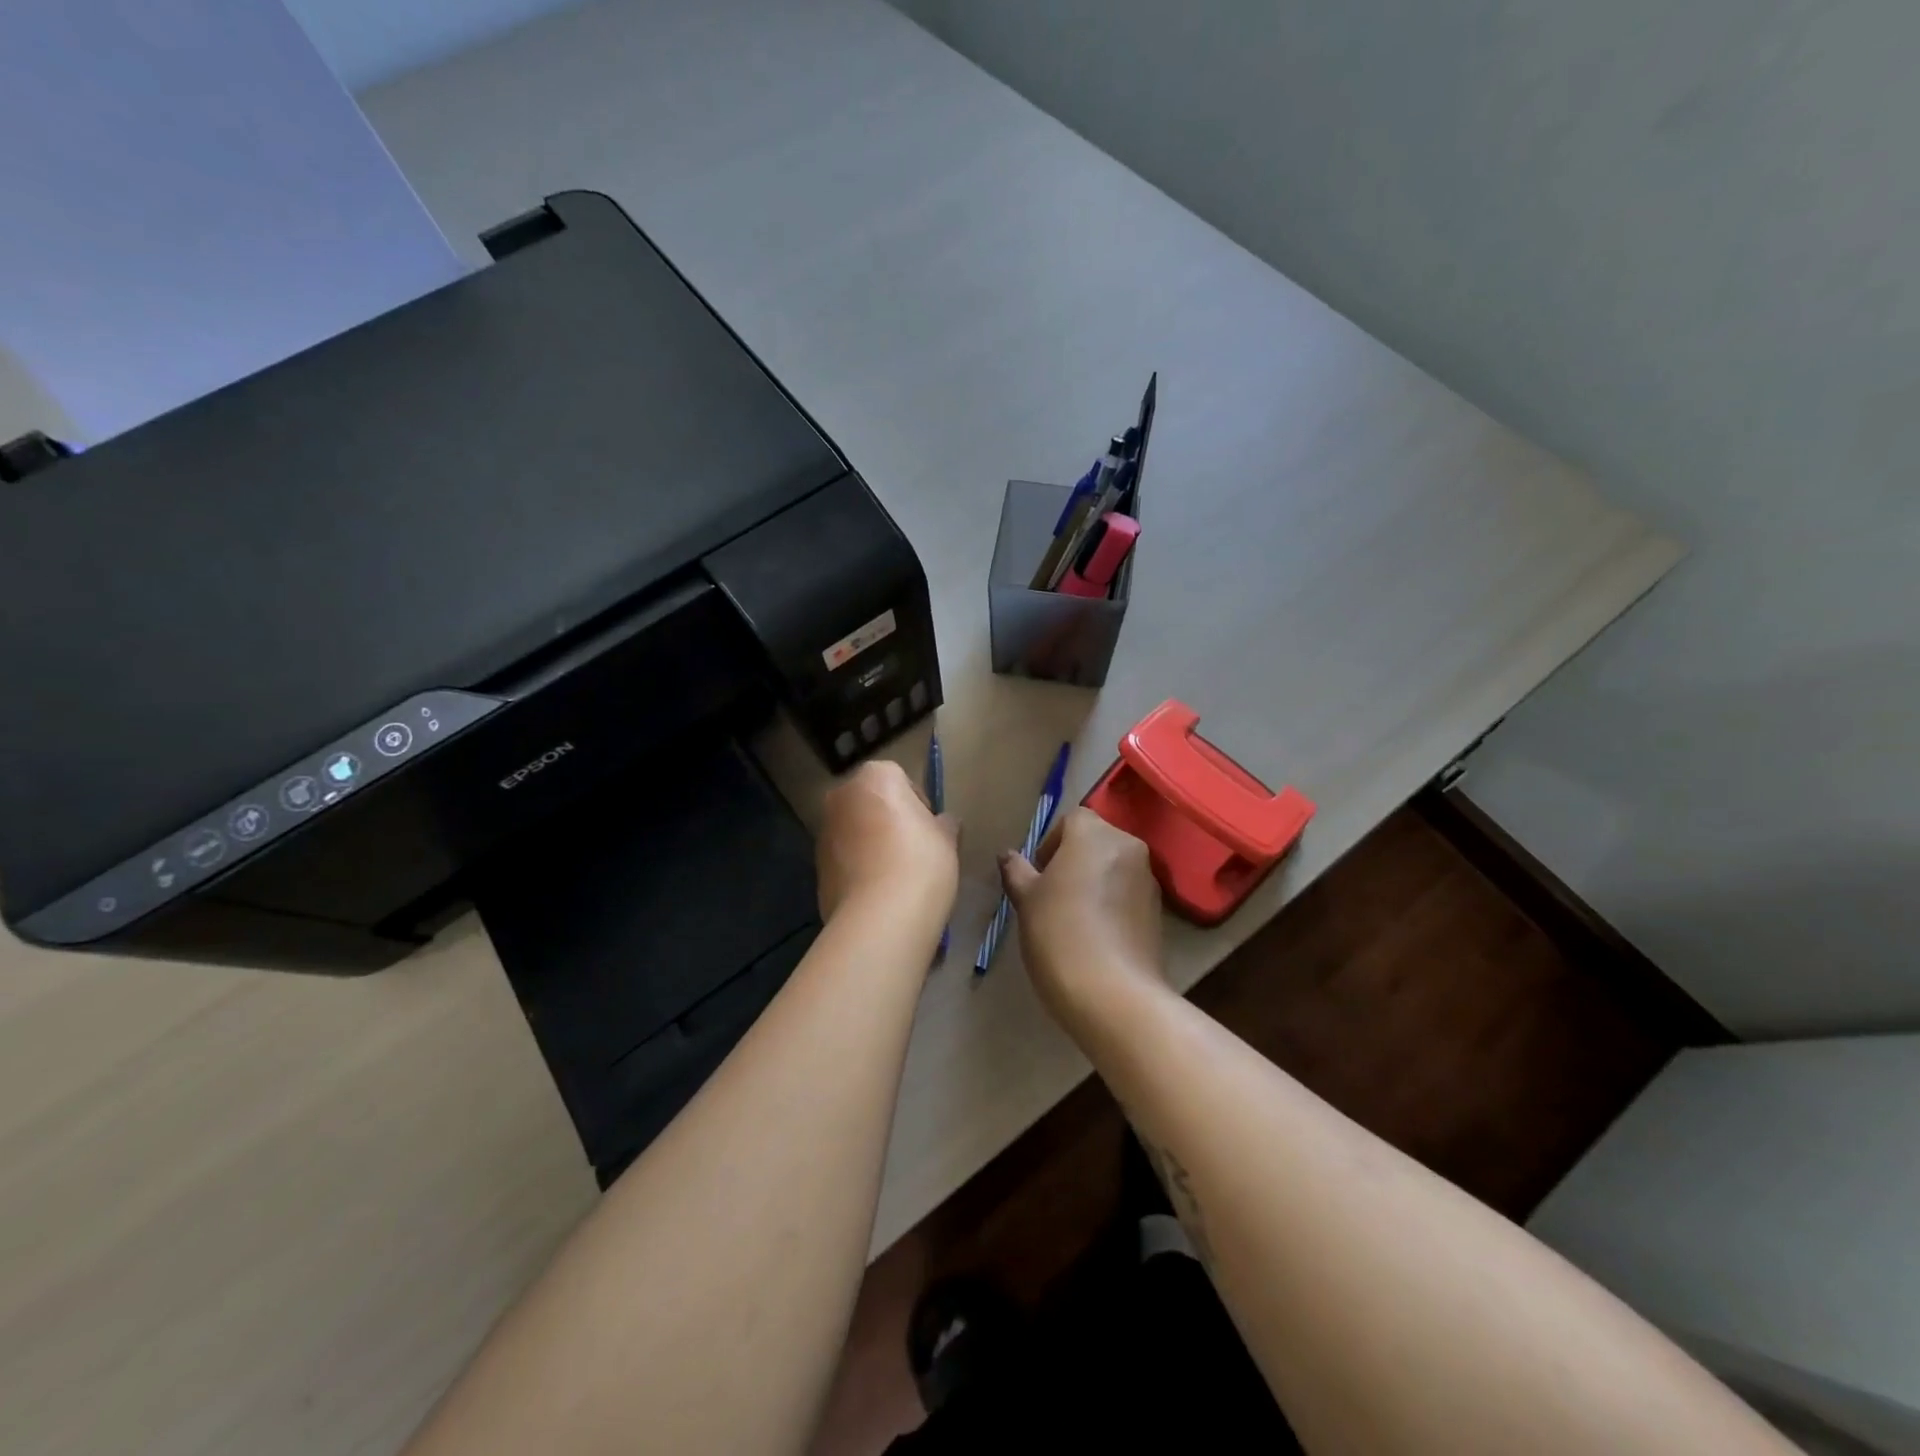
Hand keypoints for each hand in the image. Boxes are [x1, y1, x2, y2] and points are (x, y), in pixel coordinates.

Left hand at [816, 760, 957, 923]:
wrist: (880, 918)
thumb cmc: (920, 863)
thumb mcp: (947, 839)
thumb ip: (944, 823)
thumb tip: (944, 822)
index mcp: (875, 778)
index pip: (899, 778)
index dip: (917, 803)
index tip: (929, 828)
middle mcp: (842, 797)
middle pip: (871, 802)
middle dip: (889, 819)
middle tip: (914, 849)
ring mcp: (824, 832)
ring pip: (855, 830)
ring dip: (871, 844)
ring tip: (896, 875)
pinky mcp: (817, 867)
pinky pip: (845, 859)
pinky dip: (859, 868)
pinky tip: (879, 893)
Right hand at [998, 808, 1167, 1020]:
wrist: (1113, 993)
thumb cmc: (1059, 933)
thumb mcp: (1026, 900)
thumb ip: (1017, 871)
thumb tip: (1008, 855)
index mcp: (1094, 834)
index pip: (1072, 820)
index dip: (1051, 842)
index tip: (1038, 874)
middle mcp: (1128, 846)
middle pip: (1096, 841)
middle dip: (1074, 860)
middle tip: (1052, 894)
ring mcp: (1148, 879)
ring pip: (1114, 867)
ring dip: (1095, 881)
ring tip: (1074, 917)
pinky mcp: (1159, 911)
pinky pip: (1128, 893)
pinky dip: (1112, 902)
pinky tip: (1096, 935)